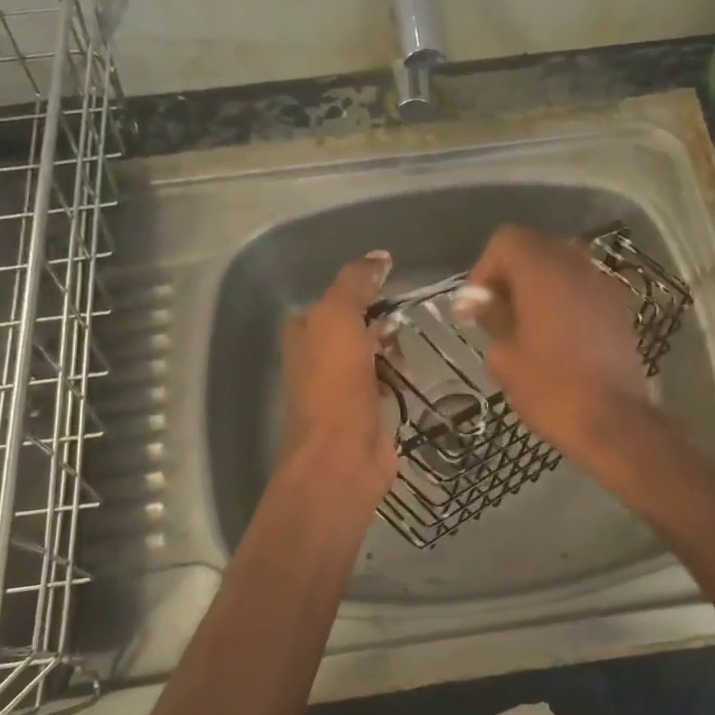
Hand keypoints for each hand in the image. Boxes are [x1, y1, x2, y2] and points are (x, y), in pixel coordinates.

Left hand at [279, 252, 400, 504]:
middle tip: (401, 327)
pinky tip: (411, 378)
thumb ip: (355, 283)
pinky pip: (387, 381)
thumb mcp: (338, 318)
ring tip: (407, 356)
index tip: (391, 289)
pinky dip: (399, 376)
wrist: (342, 457)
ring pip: (374, 352)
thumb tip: (379, 256)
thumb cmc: (335, 384)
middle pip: (357, 324)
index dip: (364, 291)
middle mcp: (318, 356)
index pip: (336, 297)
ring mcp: (341, 386)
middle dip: (382, 322)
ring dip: (394, 350)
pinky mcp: (364, 410)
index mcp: (304, 332)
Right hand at [460, 226, 653, 464]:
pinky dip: (565, 299)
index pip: (506, 240)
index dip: (486, 268)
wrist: (613, 421)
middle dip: (512, 274)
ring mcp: (604, 285)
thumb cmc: (550, 388)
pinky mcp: (620, 308)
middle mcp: (577, 266)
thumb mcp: (505, 356)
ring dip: (539, 285)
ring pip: (562, 266)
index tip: (478, 305)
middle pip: (536, 248)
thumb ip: (492, 318)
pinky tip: (558, 335)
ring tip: (526, 324)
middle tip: (497, 313)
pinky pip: (583, 288)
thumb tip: (481, 304)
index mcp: (543, 271)